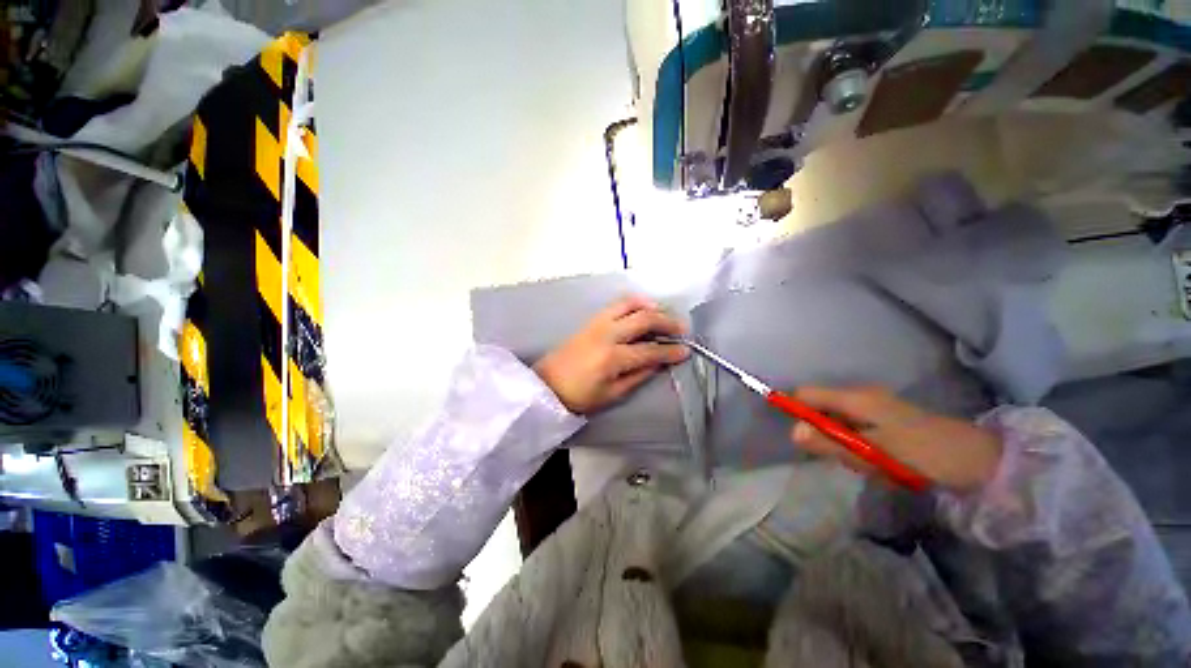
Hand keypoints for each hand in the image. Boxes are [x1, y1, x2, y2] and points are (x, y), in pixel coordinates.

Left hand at [534, 296, 689, 414]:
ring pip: (630, 304)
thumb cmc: (579, 395)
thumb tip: (658, 362)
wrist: (548, 384)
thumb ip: (638, 376)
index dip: (670, 352)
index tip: (686, 351)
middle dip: (667, 322)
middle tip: (681, 329)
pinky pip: (616, 304)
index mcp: (613, 357)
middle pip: (644, 319)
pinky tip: (642, 308)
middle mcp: (607, 334)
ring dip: (650, 306)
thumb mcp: (612, 394)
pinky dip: (633, 302)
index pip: (650, 351)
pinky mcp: (591, 319)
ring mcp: (598, 322)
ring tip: (663, 314)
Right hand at [790, 386, 1002, 490]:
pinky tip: (876, 461)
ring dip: (842, 443)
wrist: (978, 461)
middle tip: (843, 458)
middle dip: (823, 434)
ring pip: (838, 423)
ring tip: (867, 463)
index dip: (794, 409)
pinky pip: (855, 431)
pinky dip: (857, 446)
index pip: (807, 394)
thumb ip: (831, 443)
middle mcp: (861, 397)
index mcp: (856, 398)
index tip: (798, 436)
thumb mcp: (873, 452)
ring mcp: (874, 409)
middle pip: (820, 409)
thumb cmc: (923, 453)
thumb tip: (793, 432)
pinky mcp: (885, 422)